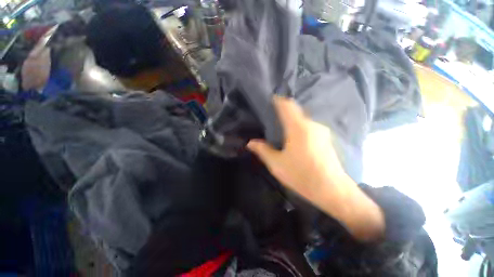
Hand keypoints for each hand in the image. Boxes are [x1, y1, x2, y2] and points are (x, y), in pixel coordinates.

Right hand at [247, 96, 384, 241]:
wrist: (333, 191)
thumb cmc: (302, 176)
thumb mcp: (277, 164)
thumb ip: (263, 150)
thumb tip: (250, 142)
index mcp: (298, 128)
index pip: (287, 105)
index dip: (278, 100)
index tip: (269, 101)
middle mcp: (311, 124)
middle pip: (295, 111)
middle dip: (283, 112)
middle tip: (271, 119)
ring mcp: (321, 131)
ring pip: (302, 120)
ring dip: (291, 121)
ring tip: (281, 131)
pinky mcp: (326, 138)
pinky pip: (309, 127)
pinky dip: (299, 128)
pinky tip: (294, 140)